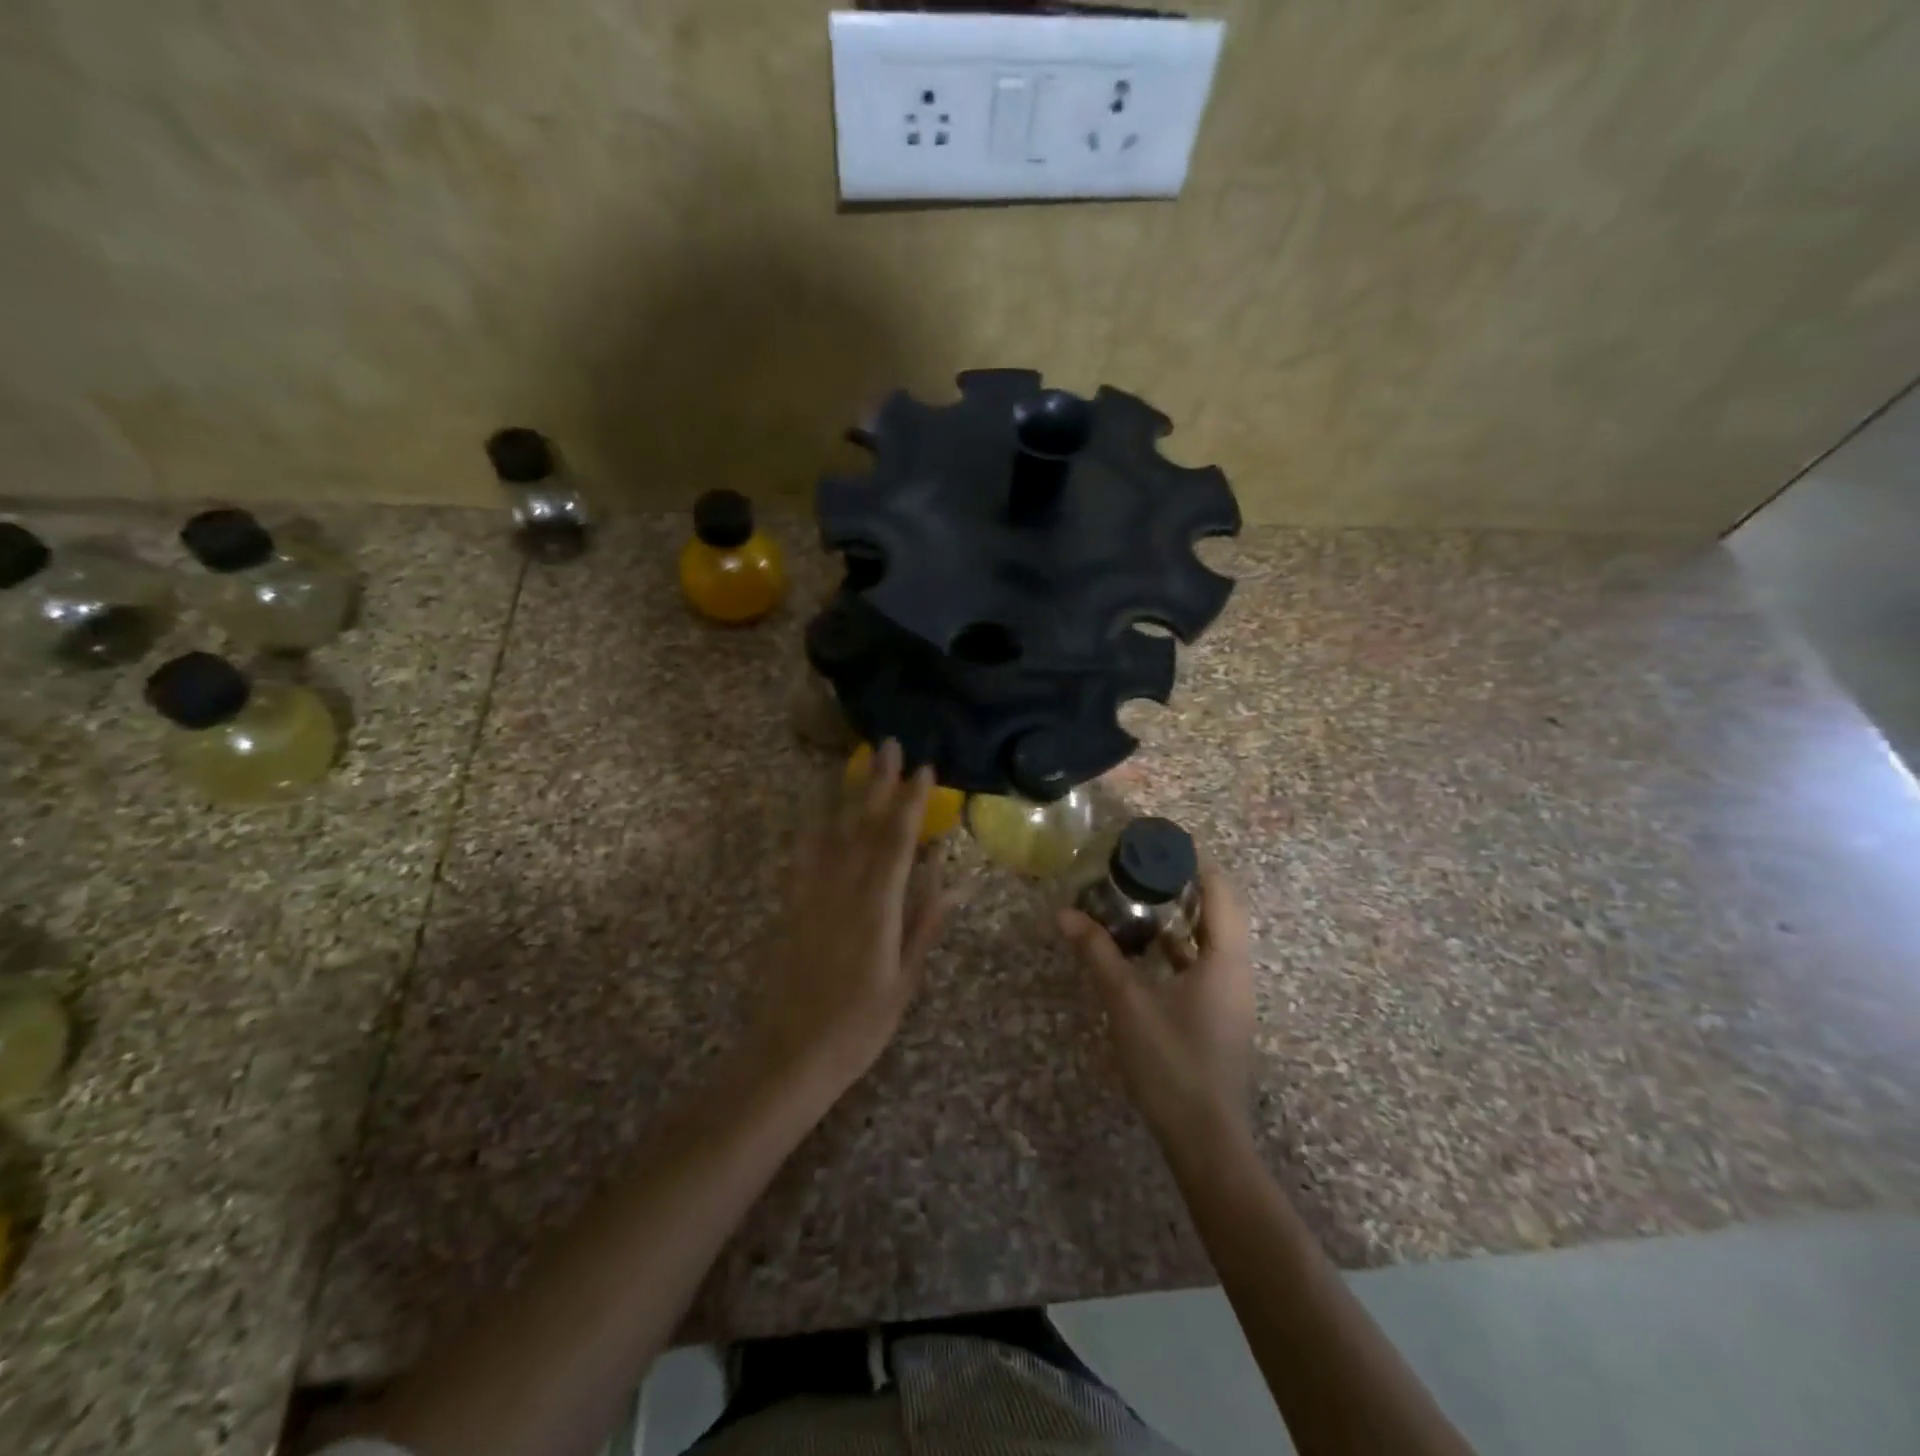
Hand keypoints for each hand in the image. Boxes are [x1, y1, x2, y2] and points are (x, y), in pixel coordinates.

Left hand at [751, 740, 950, 1093]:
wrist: (789, 1055)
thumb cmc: (858, 1026)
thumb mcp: (904, 981)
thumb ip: (923, 924)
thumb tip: (949, 879)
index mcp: (877, 906)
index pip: (898, 842)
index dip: (912, 803)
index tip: (925, 769)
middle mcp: (842, 889)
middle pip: (864, 825)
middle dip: (879, 783)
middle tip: (888, 745)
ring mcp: (812, 895)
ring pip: (833, 832)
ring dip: (847, 794)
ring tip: (857, 763)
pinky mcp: (792, 906)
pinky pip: (804, 856)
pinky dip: (814, 828)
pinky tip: (817, 812)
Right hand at [1058, 861, 1255, 1144]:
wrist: (1205, 1138)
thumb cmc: (1172, 1061)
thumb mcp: (1128, 1001)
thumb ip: (1098, 953)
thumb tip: (1064, 914)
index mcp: (1225, 958)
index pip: (1220, 890)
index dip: (1194, 862)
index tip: (1158, 845)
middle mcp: (1237, 970)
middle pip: (1218, 911)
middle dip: (1184, 886)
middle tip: (1142, 870)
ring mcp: (1231, 996)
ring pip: (1211, 940)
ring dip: (1180, 918)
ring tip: (1140, 901)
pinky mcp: (1220, 1016)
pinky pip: (1204, 965)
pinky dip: (1178, 948)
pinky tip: (1146, 952)